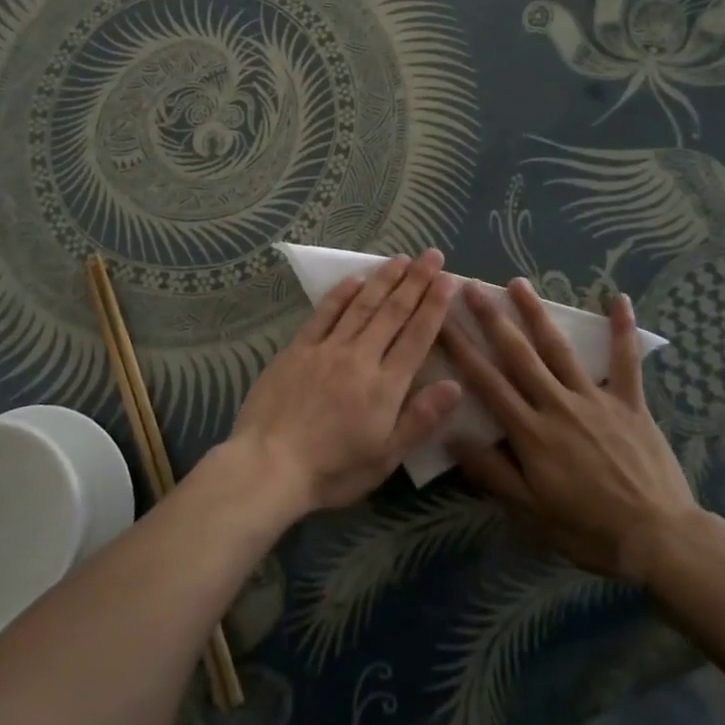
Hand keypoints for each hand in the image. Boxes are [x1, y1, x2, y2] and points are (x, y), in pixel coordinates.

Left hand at [228, 250, 462, 515]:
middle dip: (416, 281)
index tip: (449, 279)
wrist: (269, 465)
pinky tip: (355, 278)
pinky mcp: (299, 348)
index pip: (417, 336)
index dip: (435, 306)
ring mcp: (328, 348)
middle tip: (432, 254)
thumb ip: (420, 418)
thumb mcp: (385, 457)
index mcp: (386, 386)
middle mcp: (360, 357)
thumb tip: (455, 384)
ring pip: (362, 305)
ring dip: (384, 279)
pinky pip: (324, 313)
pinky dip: (341, 293)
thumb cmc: (332, 470)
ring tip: (401, 259)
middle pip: (393, 312)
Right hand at [445, 278, 698, 582]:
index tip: (441, 321)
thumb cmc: (588, 529)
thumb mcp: (531, 511)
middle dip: (491, 318)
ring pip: (559, 348)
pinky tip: (618, 298)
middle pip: (518, 354)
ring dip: (537, 313)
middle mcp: (558, 405)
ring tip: (518, 282)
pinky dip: (621, 329)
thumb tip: (451, 436)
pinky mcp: (630, 402)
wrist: (658, 539)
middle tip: (471, 287)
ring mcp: (595, 398)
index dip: (462, 349)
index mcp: (531, 432)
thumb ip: (492, 472)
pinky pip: (625, 360)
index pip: (487, 382)